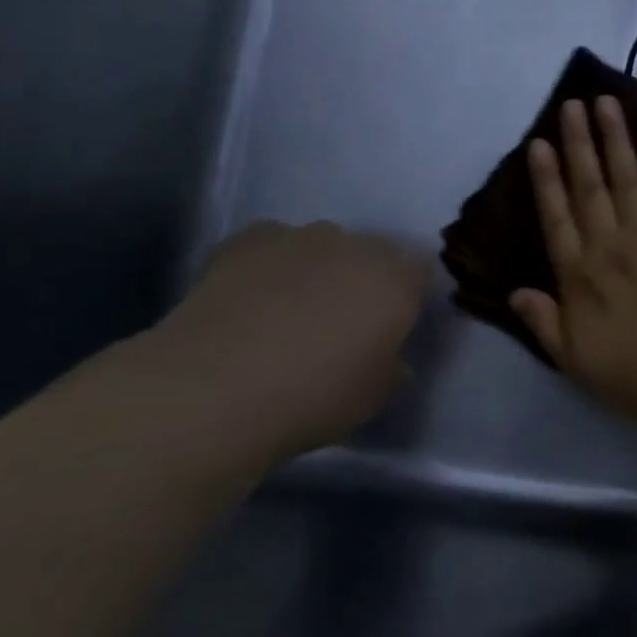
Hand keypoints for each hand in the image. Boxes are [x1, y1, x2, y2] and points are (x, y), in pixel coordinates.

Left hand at [158, 222, 427, 453]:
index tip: (395, 321)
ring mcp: (300, 238)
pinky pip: (274, 242)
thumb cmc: (313, 398)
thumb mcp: (372, 397)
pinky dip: (273, 261)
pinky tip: (255, 292)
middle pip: (374, 251)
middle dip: (366, 276)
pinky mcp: (248, 239)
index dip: (409, 293)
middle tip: (346, 317)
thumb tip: (391, 359)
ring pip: (325, 242)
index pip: (420, 270)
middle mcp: (356, 249)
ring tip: (294, 305)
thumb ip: (390, 368)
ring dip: (321, 265)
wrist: (216, 388)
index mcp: (396, 283)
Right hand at [512, 98, 636, 423]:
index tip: (539, 143)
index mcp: (578, 276)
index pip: (556, 217)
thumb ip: (543, 322)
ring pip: (627, 178)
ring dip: (615, 139)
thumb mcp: (572, 359)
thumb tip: (515, 292)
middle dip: (579, 143)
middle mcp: (608, 246)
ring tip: (606, 103)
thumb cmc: (631, 372)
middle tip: (572, 104)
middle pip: (589, 186)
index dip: (546, 178)